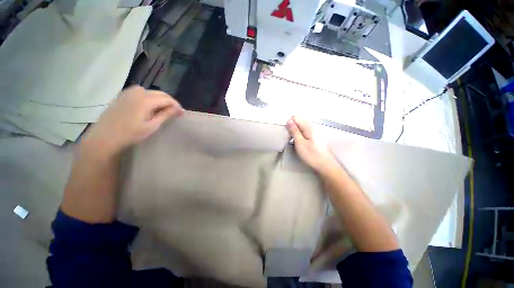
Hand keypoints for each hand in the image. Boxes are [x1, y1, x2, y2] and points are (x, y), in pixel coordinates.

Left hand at [84, 86, 183, 153]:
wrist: (105, 137)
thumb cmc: (130, 133)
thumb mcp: (152, 126)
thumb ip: (166, 115)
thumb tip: (178, 109)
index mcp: (146, 100)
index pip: (167, 99)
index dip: (176, 105)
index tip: (182, 113)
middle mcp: (138, 92)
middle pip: (160, 93)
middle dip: (170, 102)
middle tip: (175, 112)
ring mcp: (129, 92)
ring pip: (151, 92)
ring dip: (160, 99)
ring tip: (163, 110)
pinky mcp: (123, 95)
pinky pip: (141, 92)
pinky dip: (149, 97)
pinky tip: (149, 106)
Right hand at [286, 116, 339, 173]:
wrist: (325, 166)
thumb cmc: (312, 155)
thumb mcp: (300, 143)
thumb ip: (294, 131)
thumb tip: (288, 120)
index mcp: (308, 126)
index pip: (295, 117)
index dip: (289, 123)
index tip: (286, 132)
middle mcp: (311, 126)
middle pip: (298, 121)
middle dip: (291, 127)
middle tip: (288, 137)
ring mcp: (313, 132)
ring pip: (300, 127)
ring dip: (294, 131)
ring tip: (291, 140)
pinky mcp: (313, 137)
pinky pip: (303, 131)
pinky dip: (298, 135)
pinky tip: (297, 142)